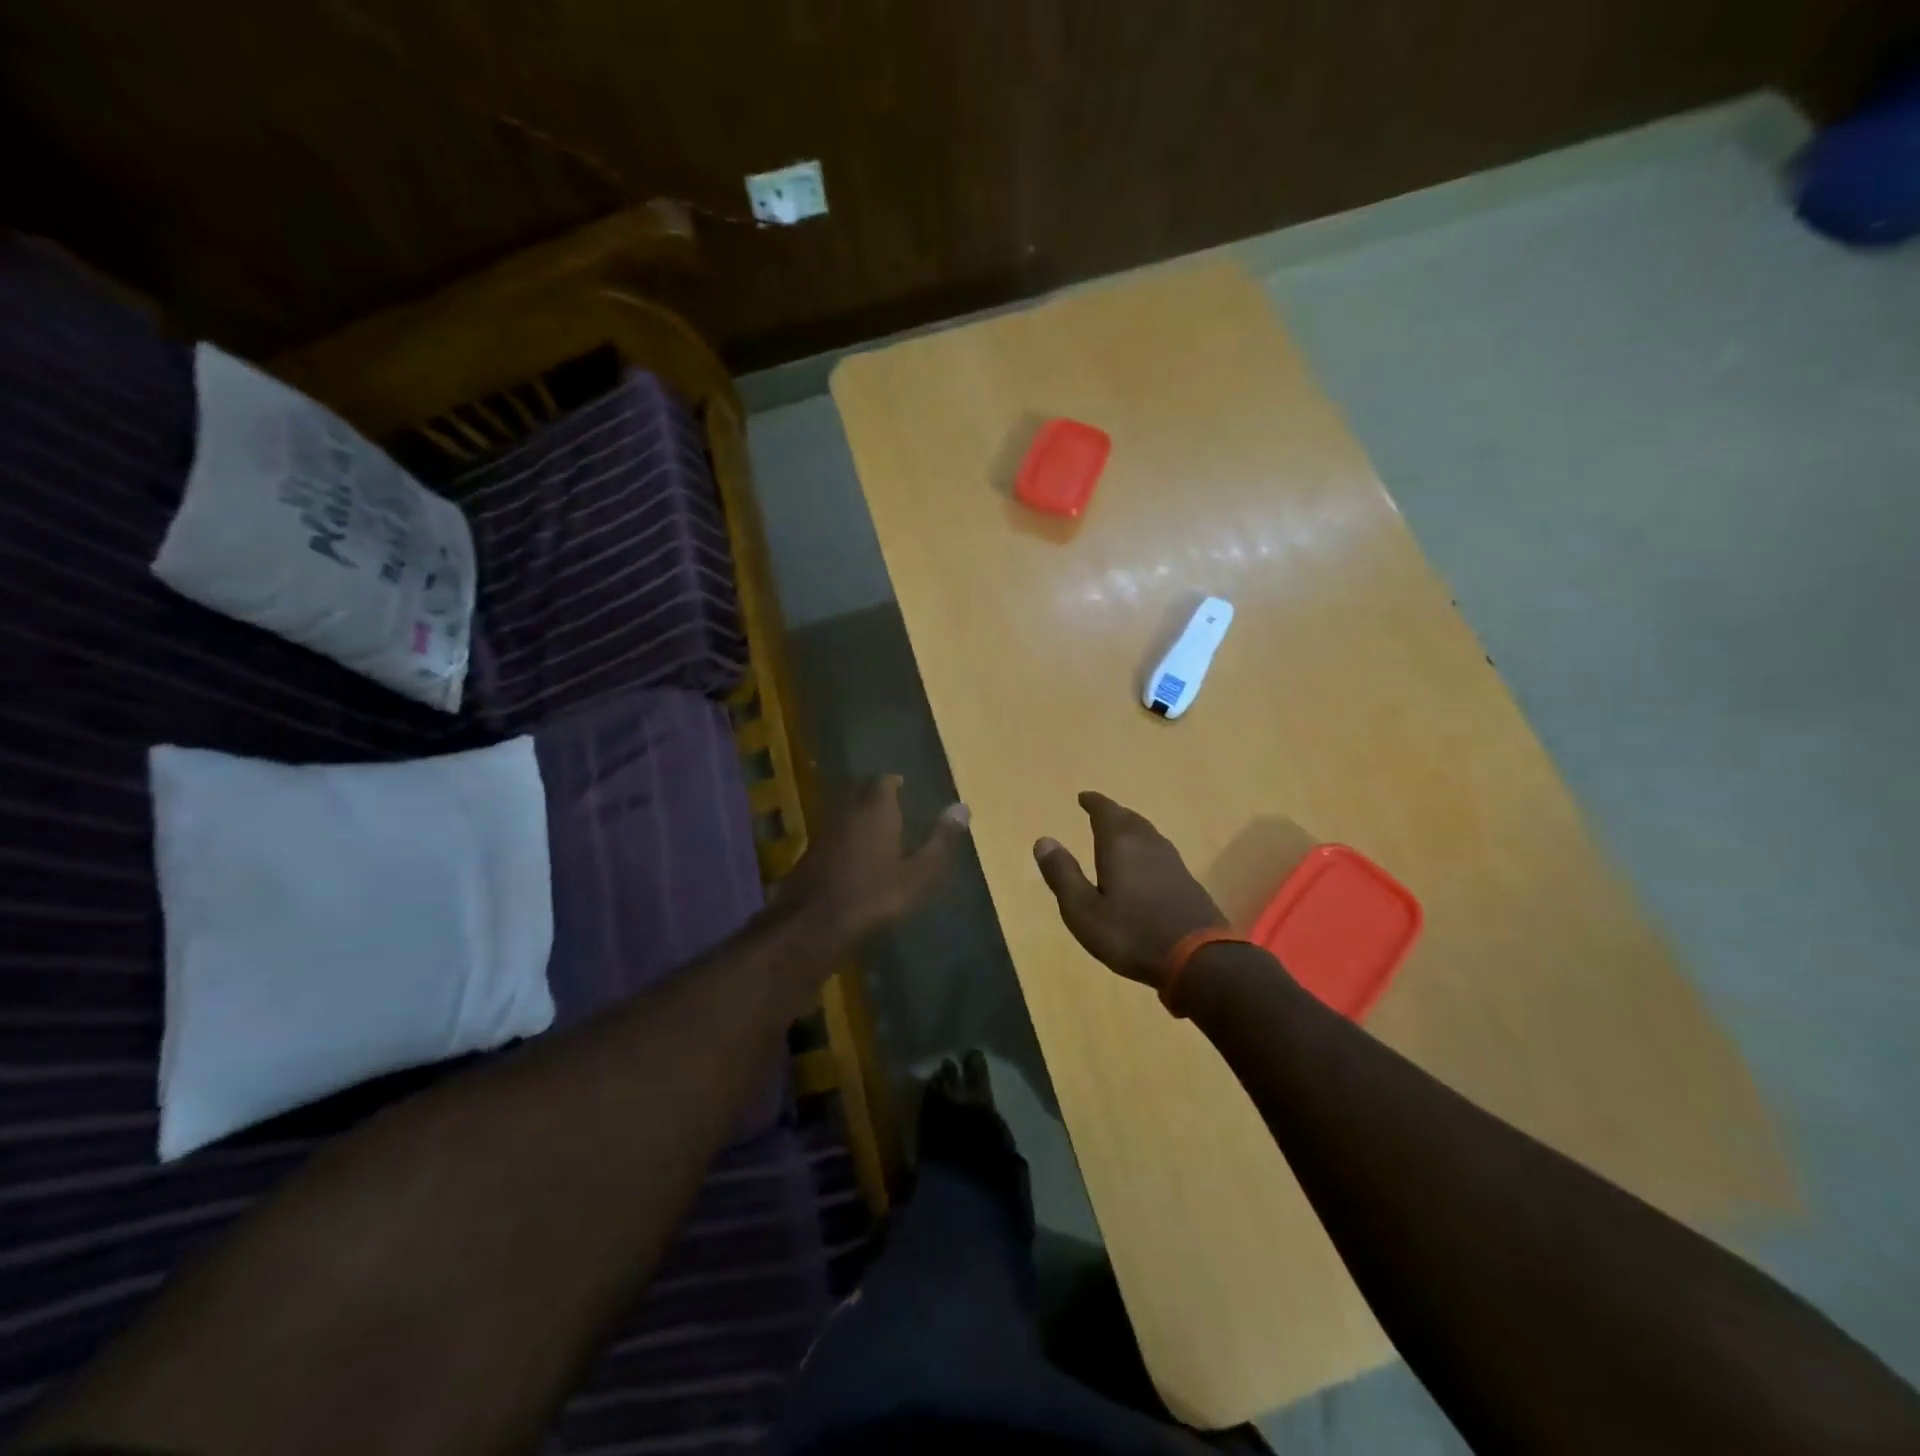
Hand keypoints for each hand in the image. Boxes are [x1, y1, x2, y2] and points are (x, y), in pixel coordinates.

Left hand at [784, 776, 969, 943]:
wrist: (815, 922)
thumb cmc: (874, 895)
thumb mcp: (918, 874)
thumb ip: (941, 841)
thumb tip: (963, 807)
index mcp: (876, 811)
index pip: (883, 782)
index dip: (892, 781)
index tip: (902, 784)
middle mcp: (848, 813)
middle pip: (860, 792)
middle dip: (874, 794)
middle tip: (890, 801)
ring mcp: (825, 832)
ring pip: (844, 812)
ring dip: (859, 814)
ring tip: (875, 826)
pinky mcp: (810, 854)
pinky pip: (833, 833)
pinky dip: (845, 836)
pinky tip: (852, 853)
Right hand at [1033, 791, 1225, 986]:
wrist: (1199, 960)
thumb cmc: (1132, 934)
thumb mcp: (1083, 910)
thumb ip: (1063, 874)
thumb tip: (1043, 840)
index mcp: (1120, 844)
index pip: (1105, 812)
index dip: (1093, 803)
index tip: (1083, 797)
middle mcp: (1148, 844)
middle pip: (1129, 819)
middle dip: (1112, 813)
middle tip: (1099, 811)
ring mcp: (1172, 862)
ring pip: (1147, 834)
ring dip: (1130, 829)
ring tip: (1118, 833)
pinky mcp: (1187, 882)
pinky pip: (1159, 852)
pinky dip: (1145, 849)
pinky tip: (1144, 865)